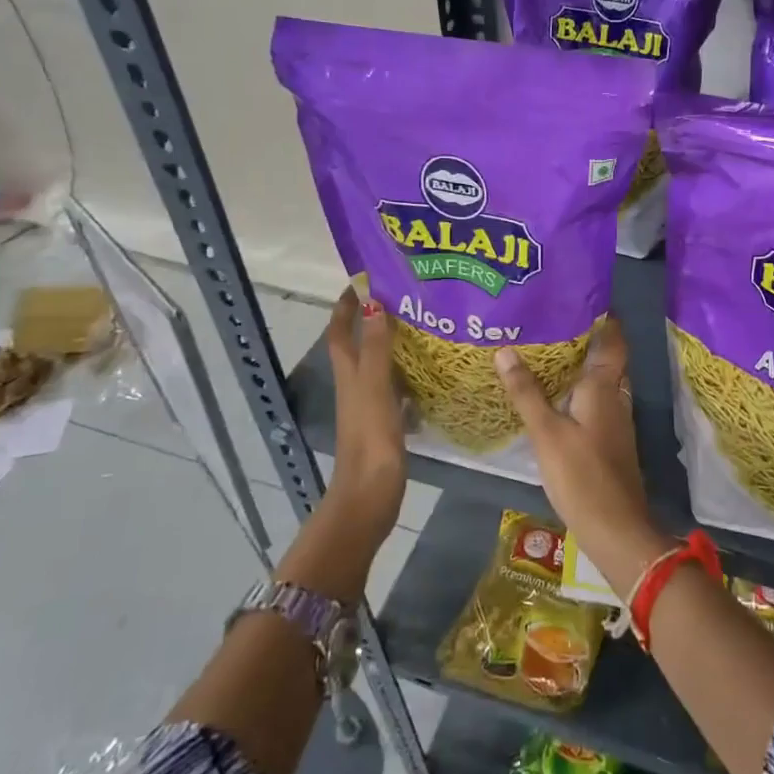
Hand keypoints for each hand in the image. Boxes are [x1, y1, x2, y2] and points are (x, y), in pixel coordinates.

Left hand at [324, 287, 405, 539]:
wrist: (370, 495)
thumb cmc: (371, 438)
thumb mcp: (375, 387)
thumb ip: (375, 347)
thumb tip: (372, 301)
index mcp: (349, 373)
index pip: (340, 330)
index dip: (346, 304)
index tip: (364, 278)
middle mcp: (356, 384)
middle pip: (360, 342)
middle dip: (374, 316)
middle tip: (406, 296)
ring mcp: (371, 404)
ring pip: (380, 363)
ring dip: (394, 342)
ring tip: (424, 324)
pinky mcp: (386, 421)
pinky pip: (397, 386)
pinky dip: (409, 372)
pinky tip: (432, 370)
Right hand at [494, 318, 665, 597]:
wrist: (616, 530)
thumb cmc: (582, 476)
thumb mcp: (547, 433)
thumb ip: (527, 392)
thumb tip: (505, 349)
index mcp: (604, 386)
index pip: (612, 338)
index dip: (602, 315)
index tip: (577, 294)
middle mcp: (615, 396)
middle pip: (605, 356)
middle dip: (583, 335)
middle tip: (549, 318)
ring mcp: (615, 420)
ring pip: (599, 379)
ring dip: (578, 363)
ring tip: (545, 348)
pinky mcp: (608, 440)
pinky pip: (594, 400)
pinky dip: (576, 389)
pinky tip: (553, 393)